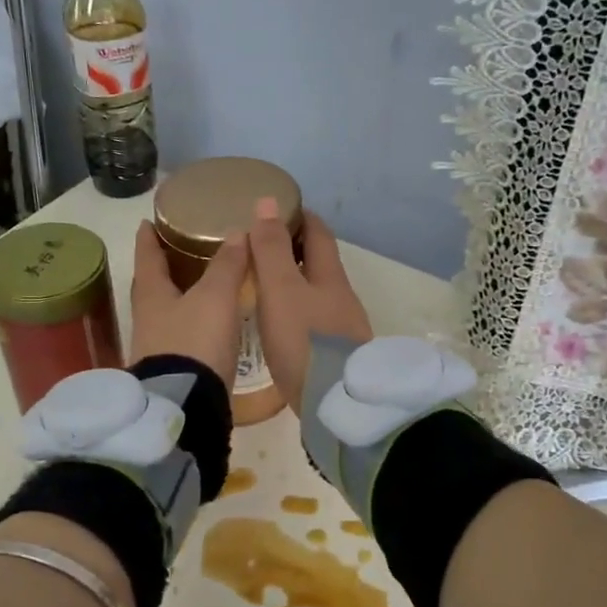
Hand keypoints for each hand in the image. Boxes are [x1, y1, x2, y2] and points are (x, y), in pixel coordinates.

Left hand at [129, 220, 246, 386]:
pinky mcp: (171, 369)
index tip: (146, 222)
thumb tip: (236, 231)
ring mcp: (156, 346)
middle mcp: (148, 318)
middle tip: (178, 250)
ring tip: (200, 284)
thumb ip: (226, 265)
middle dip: (164, 267)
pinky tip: (208, 323)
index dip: (147, 238)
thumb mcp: (215, 298)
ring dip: (179, 297)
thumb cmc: (195, 342)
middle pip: (152, 285)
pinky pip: (179, 334)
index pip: (146, 257)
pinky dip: (191, 322)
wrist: (186, 405)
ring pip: (166, 311)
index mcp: (152, 295)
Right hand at [247, 201, 372, 414]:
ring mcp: (343, 328)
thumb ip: (272, 249)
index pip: (318, 233)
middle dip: (296, 249)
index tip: (278, 209)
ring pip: (318, 293)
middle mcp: (342, 298)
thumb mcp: (281, 289)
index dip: (299, 217)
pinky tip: (281, 325)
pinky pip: (316, 320)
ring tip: (264, 285)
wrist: (337, 404)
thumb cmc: (305, 340)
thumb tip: (268, 201)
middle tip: (263, 246)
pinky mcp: (337, 356)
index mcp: (330, 276)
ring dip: (295, 283)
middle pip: (320, 263)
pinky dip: (298, 311)